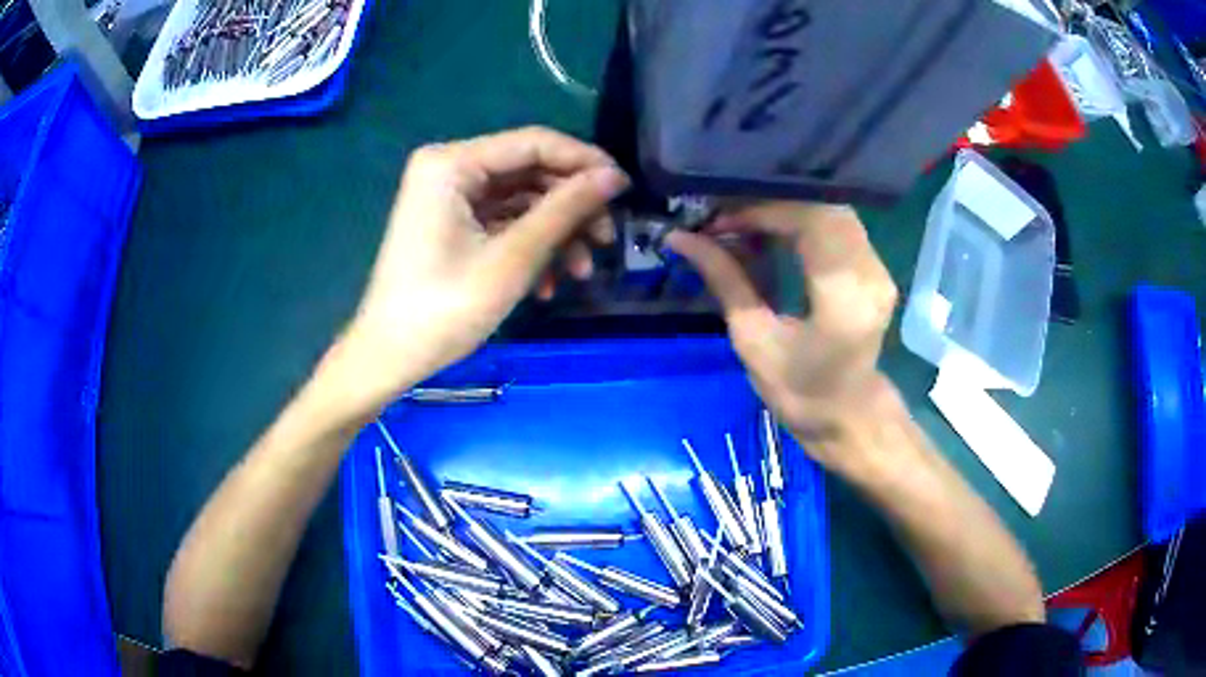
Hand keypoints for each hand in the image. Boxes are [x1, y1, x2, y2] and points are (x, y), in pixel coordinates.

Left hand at [327, 127, 628, 414]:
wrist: (389, 357)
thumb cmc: (444, 308)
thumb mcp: (512, 257)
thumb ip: (565, 209)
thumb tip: (614, 177)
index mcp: (452, 163)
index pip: (534, 142)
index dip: (584, 162)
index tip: (625, 189)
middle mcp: (450, 168)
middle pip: (529, 171)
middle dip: (571, 207)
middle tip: (606, 240)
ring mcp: (450, 197)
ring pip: (522, 200)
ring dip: (556, 234)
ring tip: (581, 272)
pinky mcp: (453, 223)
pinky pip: (503, 222)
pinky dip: (530, 247)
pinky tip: (547, 284)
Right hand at [666, 203, 904, 478]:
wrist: (846, 416)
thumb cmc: (798, 392)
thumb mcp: (753, 340)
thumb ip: (724, 280)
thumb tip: (680, 238)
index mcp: (844, 299)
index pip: (809, 222)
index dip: (761, 211)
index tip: (718, 222)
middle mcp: (871, 274)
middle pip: (822, 207)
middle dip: (769, 204)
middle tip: (725, 218)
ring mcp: (878, 268)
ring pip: (830, 210)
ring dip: (785, 210)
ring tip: (743, 224)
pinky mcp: (875, 268)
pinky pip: (836, 225)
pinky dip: (800, 221)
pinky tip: (771, 233)